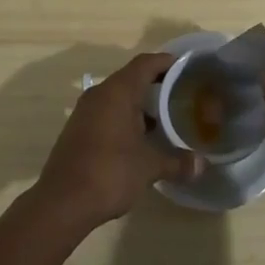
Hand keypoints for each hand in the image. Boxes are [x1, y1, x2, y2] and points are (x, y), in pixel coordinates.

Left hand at [34, 52, 200, 232]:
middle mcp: (100, 93)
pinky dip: (124, 117)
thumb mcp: (149, 168)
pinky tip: (139, 138)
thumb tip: (202, 164)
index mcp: (118, 91)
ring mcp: (85, 111)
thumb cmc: (110, 173)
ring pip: (117, 96)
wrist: (62, 202)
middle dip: (155, 84)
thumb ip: (177, 162)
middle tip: (180, 95)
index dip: (166, 62)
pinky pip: (106, 112)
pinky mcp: (78, 128)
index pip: (145, 63)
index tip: (185, 67)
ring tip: (164, 118)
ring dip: (139, 103)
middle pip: (131, 77)